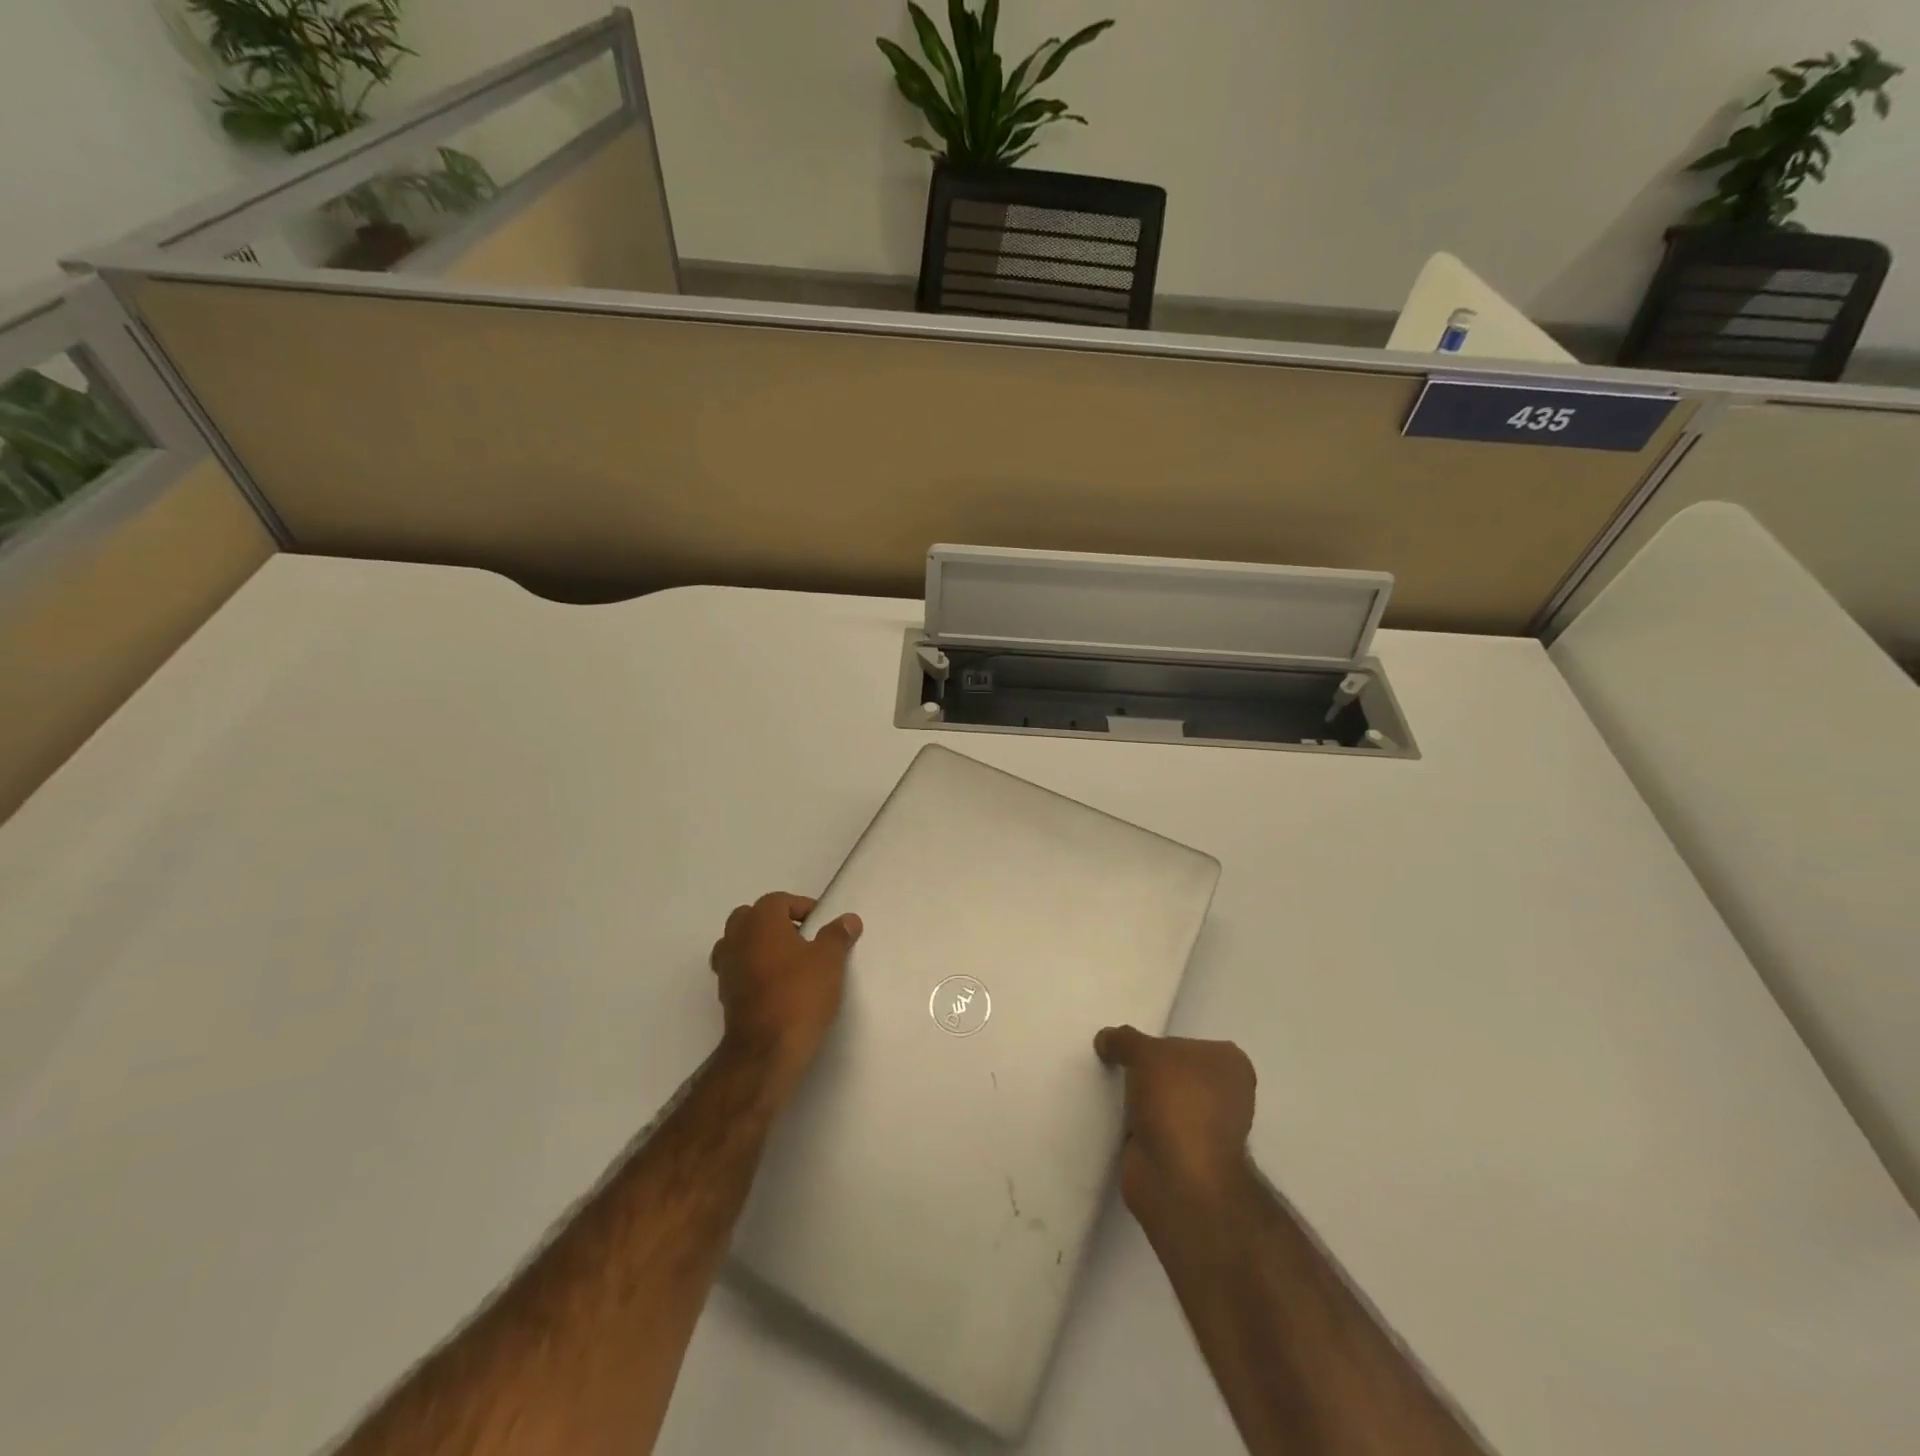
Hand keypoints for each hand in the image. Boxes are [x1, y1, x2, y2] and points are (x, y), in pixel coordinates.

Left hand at [710, 893, 862, 1097]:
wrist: (765, 1051)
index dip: (802, 908)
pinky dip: (754, 971)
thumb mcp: (830, 961)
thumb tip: (848, 919)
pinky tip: (777, 987)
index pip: (779, 900)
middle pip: (752, 917)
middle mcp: (736, 937)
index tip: (822, 926)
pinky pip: (739, 969)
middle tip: (803, 940)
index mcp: (760, 921)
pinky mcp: (724, 995)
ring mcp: (725, 967)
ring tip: (789, 963)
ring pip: (741, 943)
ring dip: (761, 946)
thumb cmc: (799, 995)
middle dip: (776, 923)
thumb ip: (838, 935)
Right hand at [1094, 1026, 1257, 1217]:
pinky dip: (1136, 1125)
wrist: (1178, 1177)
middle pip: (1174, 1072)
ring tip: (1110, 1090)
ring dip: (1141, 1100)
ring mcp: (1205, 1129)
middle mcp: (1225, 1095)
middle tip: (1116, 1065)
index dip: (1157, 1044)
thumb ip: (1124, 1039)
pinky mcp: (1183, 1156)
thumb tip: (1105, 1039)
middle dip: (1148, 1072)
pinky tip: (1114, 1118)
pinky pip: (1153, 1128)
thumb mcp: (1144, 1052)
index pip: (1186, 1043)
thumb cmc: (1176, 1100)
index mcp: (1230, 1065)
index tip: (1131, 1047)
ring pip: (1163, 1101)